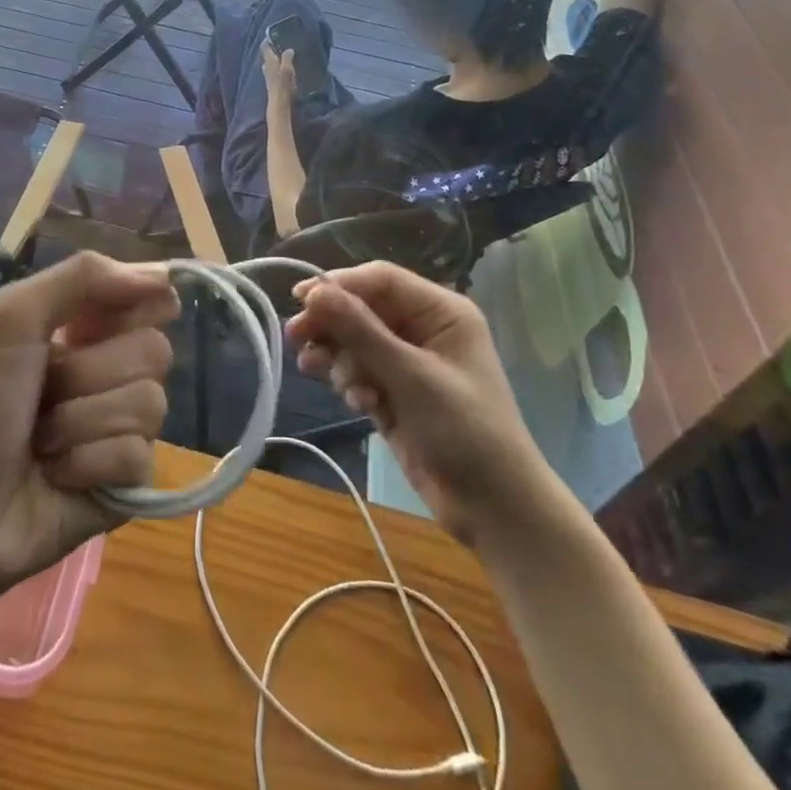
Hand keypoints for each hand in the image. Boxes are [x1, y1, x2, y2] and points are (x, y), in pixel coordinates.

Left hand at [0, 253, 176, 607]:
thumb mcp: (9, 320)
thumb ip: (81, 278)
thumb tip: (162, 275)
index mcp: (88, 325)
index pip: (152, 294)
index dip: (134, 305)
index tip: (92, 324)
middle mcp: (114, 368)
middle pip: (156, 349)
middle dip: (88, 374)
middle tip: (45, 392)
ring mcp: (125, 425)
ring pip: (150, 404)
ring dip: (80, 423)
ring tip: (40, 441)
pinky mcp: (130, 479)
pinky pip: (139, 456)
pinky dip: (87, 464)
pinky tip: (57, 475)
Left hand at [259, 40, 294, 106]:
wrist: (279, 102)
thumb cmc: (283, 84)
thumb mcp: (287, 68)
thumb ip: (287, 57)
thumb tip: (288, 50)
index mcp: (269, 61)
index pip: (265, 47)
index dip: (268, 40)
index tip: (272, 35)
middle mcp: (266, 67)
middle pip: (267, 55)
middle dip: (272, 50)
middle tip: (281, 44)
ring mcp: (268, 75)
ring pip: (270, 63)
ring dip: (275, 59)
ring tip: (284, 55)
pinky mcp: (271, 82)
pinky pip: (273, 70)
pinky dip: (277, 67)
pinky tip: (284, 69)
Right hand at [287, 262, 554, 545]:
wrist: (494, 509)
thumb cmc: (463, 431)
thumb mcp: (410, 376)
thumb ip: (360, 331)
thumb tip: (314, 292)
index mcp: (441, 311)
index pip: (380, 280)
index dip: (339, 284)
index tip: (300, 300)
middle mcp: (423, 328)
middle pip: (363, 308)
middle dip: (332, 324)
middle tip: (296, 338)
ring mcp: (408, 361)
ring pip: (355, 340)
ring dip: (338, 356)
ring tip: (318, 372)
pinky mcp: (394, 391)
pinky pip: (359, 369)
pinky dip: (350, 381)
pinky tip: (356, 402)